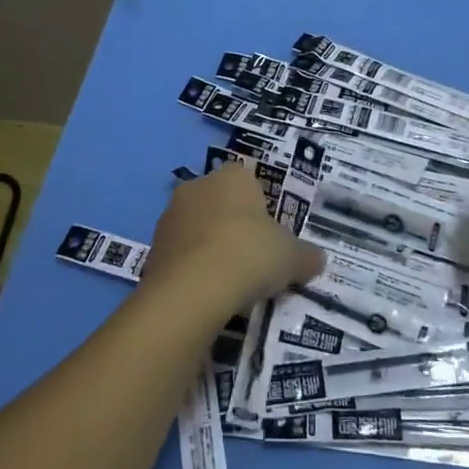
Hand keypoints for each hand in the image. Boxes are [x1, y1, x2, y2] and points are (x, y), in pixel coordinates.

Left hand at [144, 161, 323, 310]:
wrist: (194, 288)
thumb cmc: (250, 254)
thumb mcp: (292, 257)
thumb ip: (306, 256)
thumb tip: (315, 260)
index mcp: (233, 176)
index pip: (249, 181)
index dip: (261, 209)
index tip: (270, 237)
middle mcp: (198, 186)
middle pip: (221, 203)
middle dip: (233, 226)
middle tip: (252, 259)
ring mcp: (171, 215)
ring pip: (198, 227)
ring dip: (210, 247)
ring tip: (229, 282)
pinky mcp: (153, 247)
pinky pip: (181, 254)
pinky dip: (192, 269)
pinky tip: (206, 292)